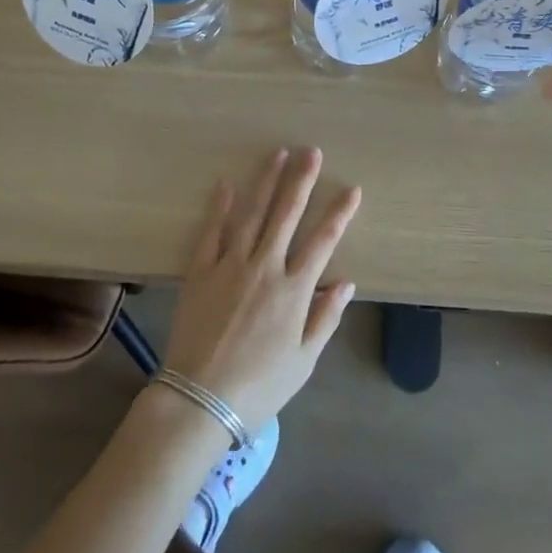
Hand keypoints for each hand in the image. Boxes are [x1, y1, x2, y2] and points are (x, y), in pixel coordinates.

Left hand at [161, 147, 360, 430]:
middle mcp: (265, 266)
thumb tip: (346, 282)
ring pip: (252, 212)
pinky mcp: (201, 271)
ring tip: (278, 153)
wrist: (199, 401)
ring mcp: (230, 264)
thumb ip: (325, 318)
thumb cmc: (259, 387)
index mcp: (294, 289)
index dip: (340, 213)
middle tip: (312, 152)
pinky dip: (220, 206)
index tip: (352, 189)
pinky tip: (227, 184)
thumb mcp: (303, 361)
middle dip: (302, 180)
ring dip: (267, 181)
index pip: (323, 241)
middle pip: (287, 213)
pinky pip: (212, 231)